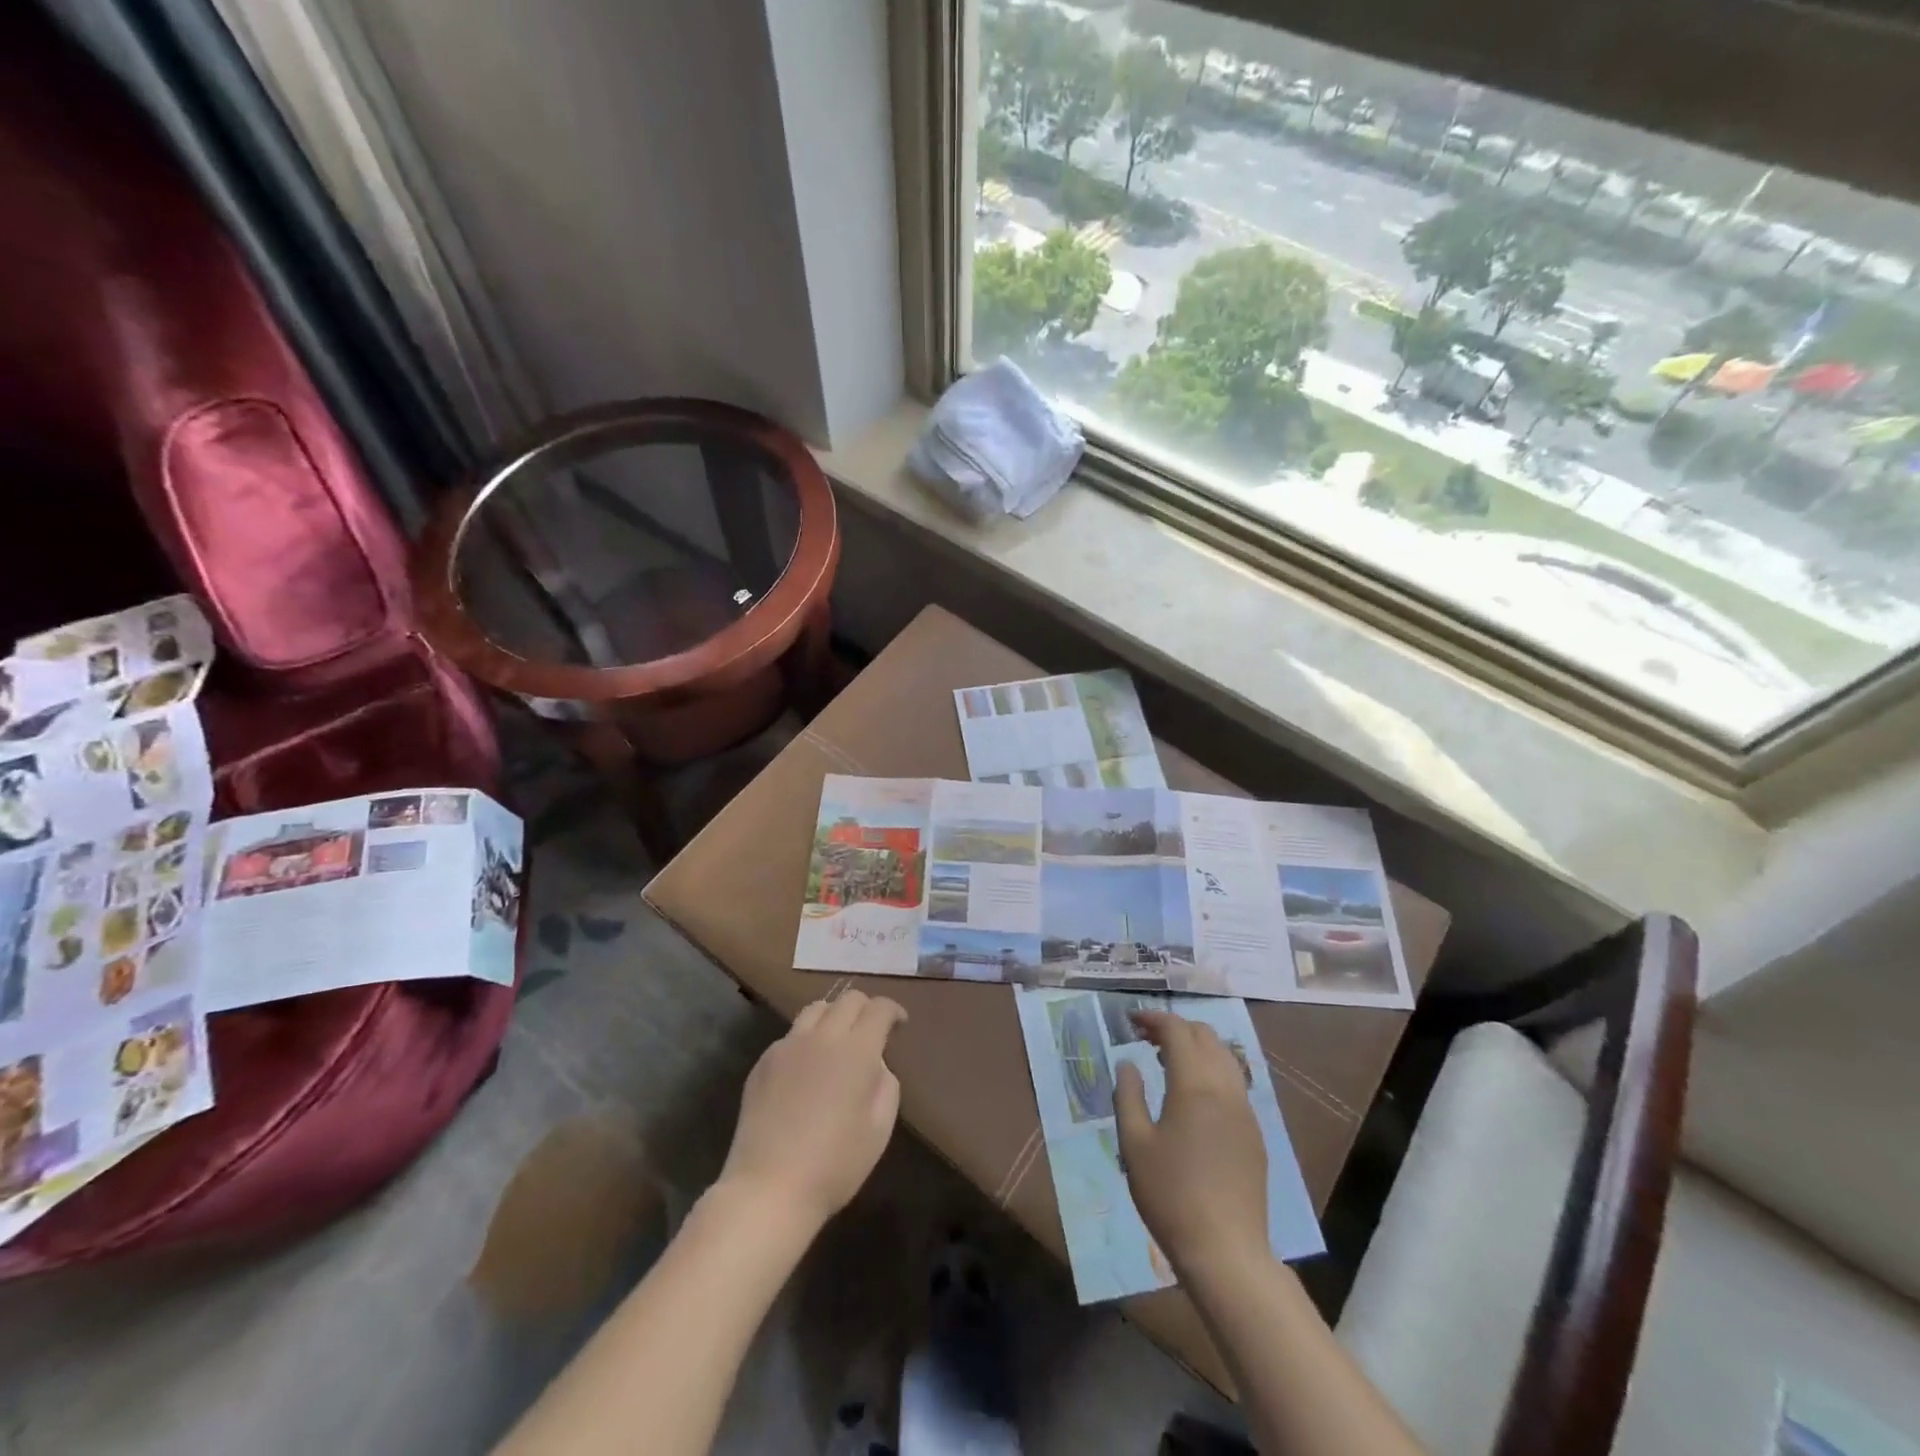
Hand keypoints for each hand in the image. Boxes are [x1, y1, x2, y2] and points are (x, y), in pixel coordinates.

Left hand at [717, 990, 906, 1233]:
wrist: (769, 1188)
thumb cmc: (835, 1165)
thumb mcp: (879, 1129)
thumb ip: (885, 1085)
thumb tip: (875, 1064)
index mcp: (857, 1050)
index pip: (879, 1008)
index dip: (893, 1011)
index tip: (899, 1025)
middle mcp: (822, 1037)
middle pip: (848, 999)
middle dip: (866, 1008)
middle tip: (871, 1032)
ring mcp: (788, 1046)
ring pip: (816, 1008)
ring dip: (834, 1016)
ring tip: (838, 1041)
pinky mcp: (764, 1062)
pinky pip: (791, 1035)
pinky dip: (807, 1040)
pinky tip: (807, 1069)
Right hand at [1114, 1011, 1268, 1282]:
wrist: (1226, 1251)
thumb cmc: (1170, 1195)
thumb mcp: (1134, 1144)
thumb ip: (1128, 1095)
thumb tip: (1128, 1063)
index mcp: (1194, 1085)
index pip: (1177, 1031)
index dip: (1153, 1019)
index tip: (1130, 1020)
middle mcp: (1225, 1088)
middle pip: (1205, 1035)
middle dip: (1175, 1027)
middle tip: (1146, 1038)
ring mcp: (1245, 1110)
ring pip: (1224, 1056)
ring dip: (1196, 1046)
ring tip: (1167, 1060)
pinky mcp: (1254, 1132)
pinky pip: (1233, 1081)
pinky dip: (1211, 1069)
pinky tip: (1192, 1093)